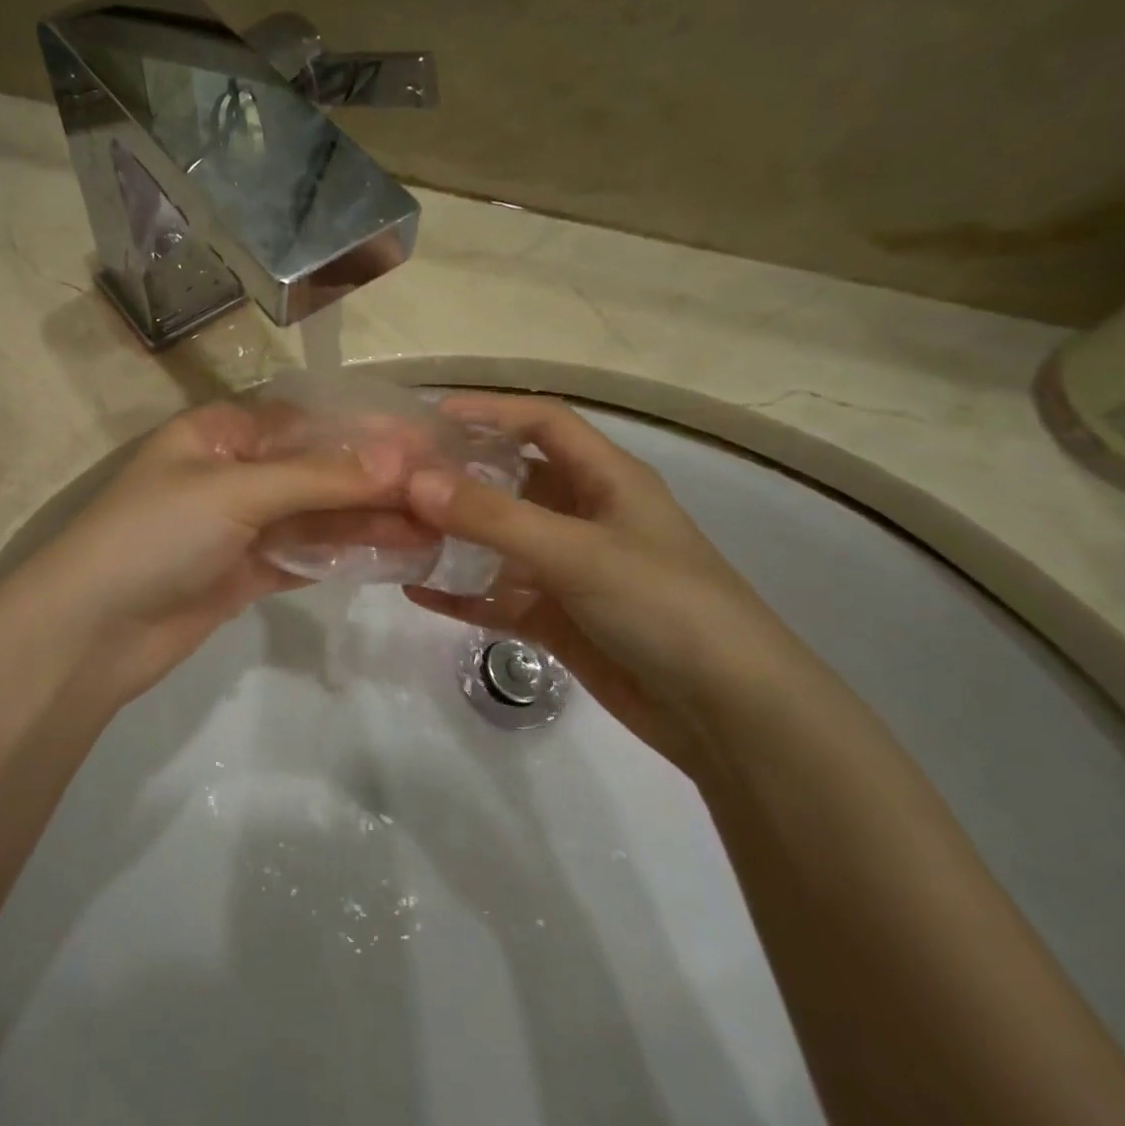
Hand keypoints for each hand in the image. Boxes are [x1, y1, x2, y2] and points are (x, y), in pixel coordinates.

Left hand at [7, 403, 406, 705]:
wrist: (90, 632)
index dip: (364, 431)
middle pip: (316, 469)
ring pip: (316, 515)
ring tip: (432, 526)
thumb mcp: (234, 491)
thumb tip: (399, 460)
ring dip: (368, 519)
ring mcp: (241, 526)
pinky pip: (305, 555)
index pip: (306, 421)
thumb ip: (318, 477)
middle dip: (374, 480)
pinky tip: (394, 555)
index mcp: (220, 433)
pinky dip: (344, 554)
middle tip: (442, 491)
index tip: (424, 444)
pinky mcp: (247, 572)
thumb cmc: (155, 535)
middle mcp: (233, 472)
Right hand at [403, 395, 820, 772]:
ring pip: (499, 540)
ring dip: (453, 536)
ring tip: (393, 530)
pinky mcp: (559, 618)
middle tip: (396, 477)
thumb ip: (493, 517)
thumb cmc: (663, 606)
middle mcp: (586, 515)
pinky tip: (415, 591)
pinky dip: (461, 593)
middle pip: (513, 479)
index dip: (490, 410)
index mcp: (607, 479)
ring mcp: (570, 570)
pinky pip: (498, 595)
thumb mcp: (576, 552)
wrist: (730, 715)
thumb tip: (414, 482)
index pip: (543, 422)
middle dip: (458, 474)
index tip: (429, 417)